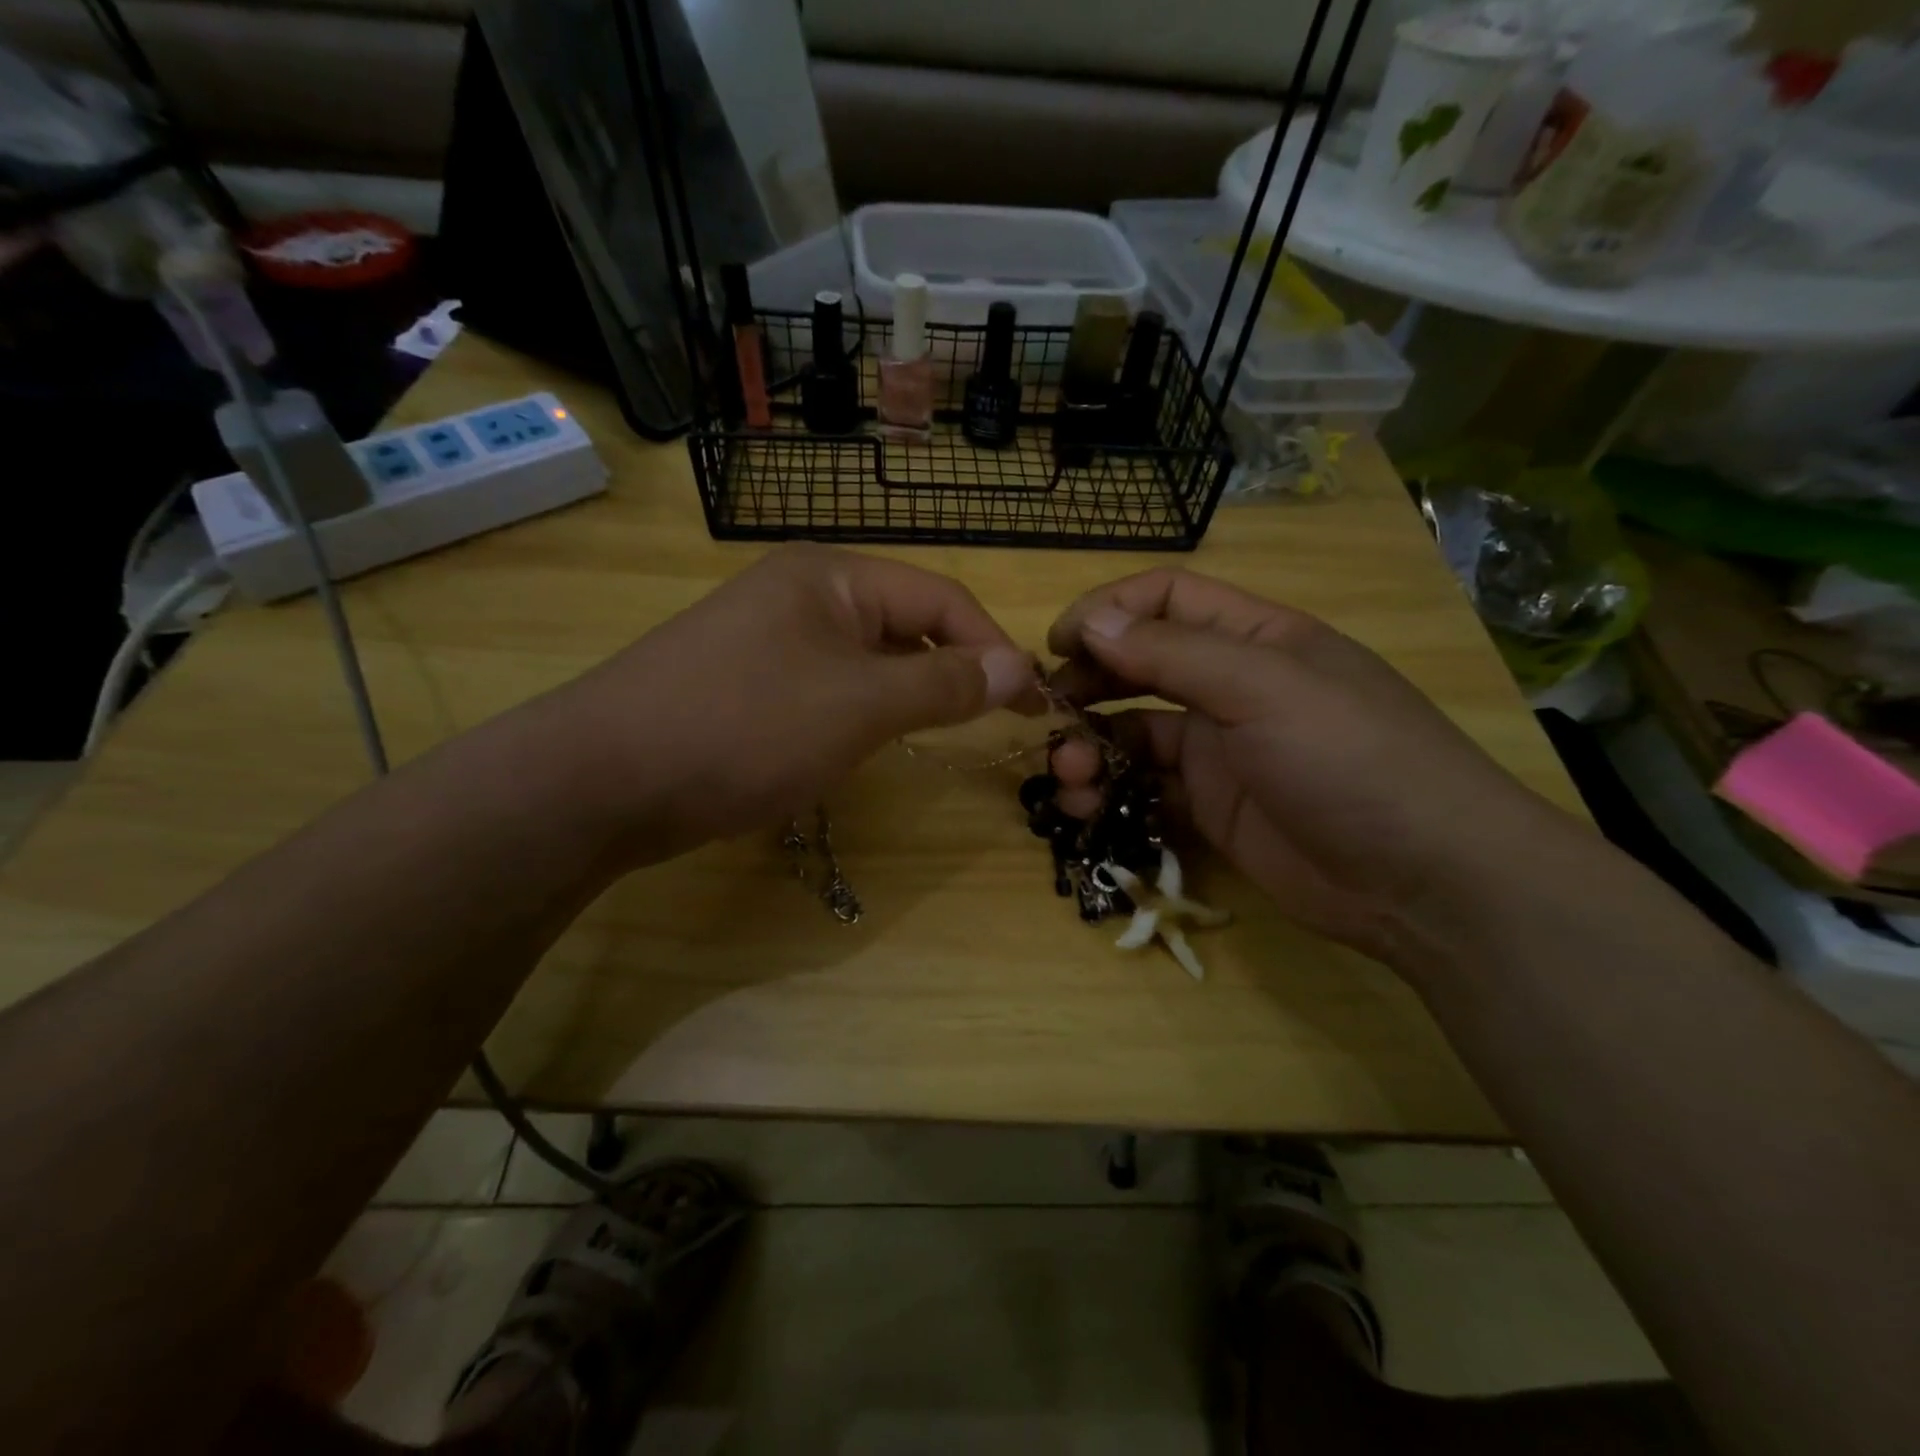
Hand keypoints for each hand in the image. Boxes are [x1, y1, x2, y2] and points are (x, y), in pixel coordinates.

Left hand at [546, 545, 1034, 860]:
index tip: (1033, 701)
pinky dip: (860, 713)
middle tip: (991, 722)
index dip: (993, 647)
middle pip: (903, 625)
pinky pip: (828, 688)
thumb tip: (1018, 668)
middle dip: (951, 672)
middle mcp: (802, 593)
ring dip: (906, 695)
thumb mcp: (860, 705)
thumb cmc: (745, 727)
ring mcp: (769, 639)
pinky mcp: (747, 683)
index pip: (939, 600)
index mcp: (831, 576)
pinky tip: (863, 744)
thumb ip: (944, 684)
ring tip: (934, 734)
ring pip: (866, 661)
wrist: (604, 779)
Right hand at [1046, 569, 1577, 972]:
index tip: (1058, 644)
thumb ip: (1173, 653)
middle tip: (1049, 713)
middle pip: (1141, 665)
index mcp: (1255, 638)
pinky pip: (1146, 788)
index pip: (1167, 599)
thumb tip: (1091, 621)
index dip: (1109, 611)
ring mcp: (1221, 750)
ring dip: (1092, 745)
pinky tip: (1087, 808)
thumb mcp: (1264, 689)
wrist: (1424, 882)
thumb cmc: (1351, 760)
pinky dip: (1111, 793)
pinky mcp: (1213, 807)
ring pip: (1135, 731)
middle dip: (1089, 682)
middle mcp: (1233, 686)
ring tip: (1068, 775)